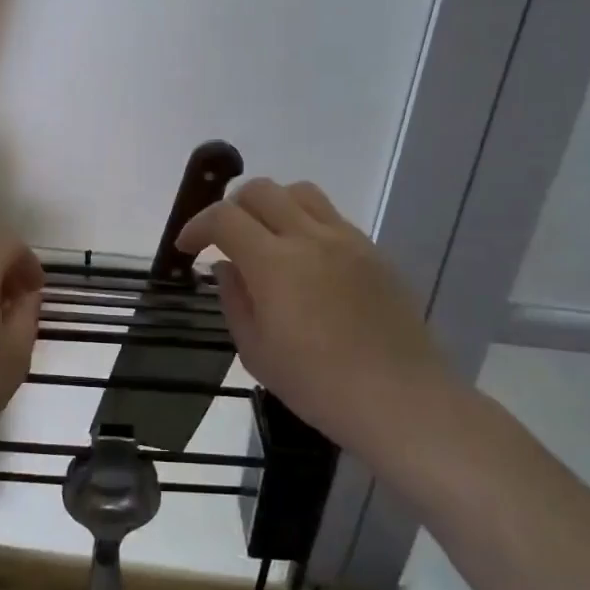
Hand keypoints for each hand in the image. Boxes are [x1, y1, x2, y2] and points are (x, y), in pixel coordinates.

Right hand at [177, 178, 456, 456]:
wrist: (402, 400)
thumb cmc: (319, 386)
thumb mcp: (257, 352)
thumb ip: (234, 300)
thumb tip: (226, 267)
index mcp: (274, 263)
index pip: (224, 217)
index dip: (197, 225)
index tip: (187, 247)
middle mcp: (310, 237)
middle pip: (261, 190)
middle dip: (231, 206)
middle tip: (223, 238)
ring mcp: (347, 240)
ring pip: (300, 192)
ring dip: (272, 204)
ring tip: (265, 237)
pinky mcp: (373, 251)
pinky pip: (331, 216)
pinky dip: (305, 222)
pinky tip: (305, 259)